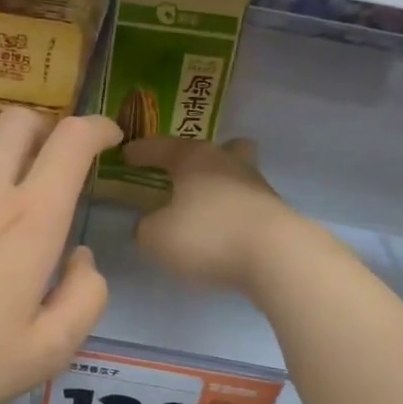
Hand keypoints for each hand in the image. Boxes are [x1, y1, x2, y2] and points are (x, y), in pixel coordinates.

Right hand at [123, 136, 298, 293]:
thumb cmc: (208, 235)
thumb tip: (150, 224)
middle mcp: (229, 163)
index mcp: (195, 158)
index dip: (141, 151)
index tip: (126, 154)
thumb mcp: (157, 237)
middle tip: (183, 173)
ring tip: (203, 207)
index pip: (161, 146)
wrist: (276, 256)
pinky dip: (233, 212)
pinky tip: (223, 231)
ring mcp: (258, 186)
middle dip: (200, 158)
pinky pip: (247, 204)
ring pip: (238, 174)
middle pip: (219, 148)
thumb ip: (146, 228)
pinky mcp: (275, 214)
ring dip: (220, 185)